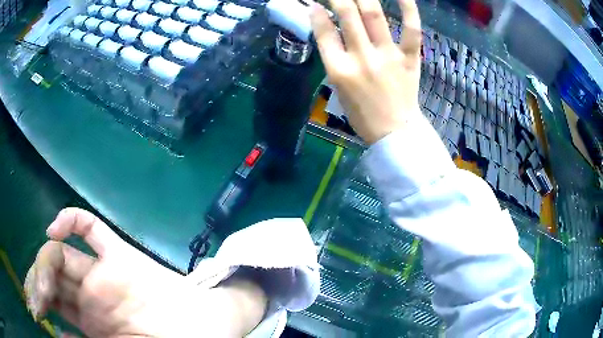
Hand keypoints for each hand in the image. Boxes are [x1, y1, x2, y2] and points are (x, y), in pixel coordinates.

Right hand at [25, 208, 265, 337]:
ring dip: (41, 291)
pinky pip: (69, 318)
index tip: (50, 230)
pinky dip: (58, 321)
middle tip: (35, 291)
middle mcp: (102, 286)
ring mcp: (95, 308)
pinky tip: (53, 327)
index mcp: (121, 266)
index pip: (84, 230)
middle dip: (42, 269)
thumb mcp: (219, 300)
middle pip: (59, 263)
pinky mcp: (97, 331)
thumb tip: (253, 283)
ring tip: (35, 304)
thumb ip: (237, 288)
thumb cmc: (210, 324)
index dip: (66, 221)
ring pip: (56, 287)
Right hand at [310, 0, 422, 143]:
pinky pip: (411, 30)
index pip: (323, 32)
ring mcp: (388, 56)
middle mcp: (362, 58)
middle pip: (347, 16)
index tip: (315, 3)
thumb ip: (333, 55)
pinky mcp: (409, 59)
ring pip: (374, 16)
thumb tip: (328, 26)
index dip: (317, 13)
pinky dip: (409, 9)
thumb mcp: (338, 86)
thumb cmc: (362, 112)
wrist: (394, 131)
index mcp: (339, 70)